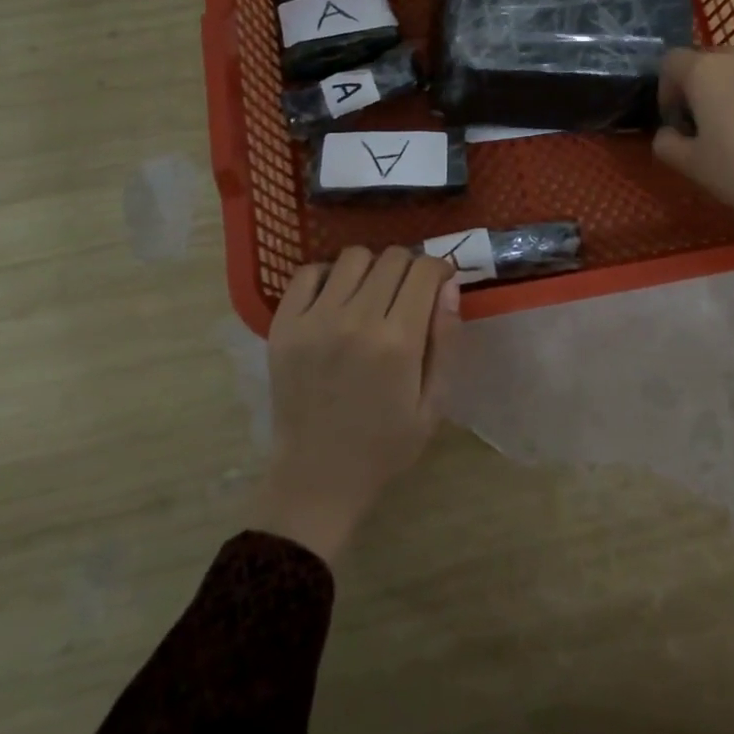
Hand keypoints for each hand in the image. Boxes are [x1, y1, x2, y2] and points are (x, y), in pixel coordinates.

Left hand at [254, 247, 458, 561]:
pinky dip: (328, 275)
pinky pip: (308, 272)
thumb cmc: (384, 446)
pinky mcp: (284, 325)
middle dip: (410, 266)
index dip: (439, 269)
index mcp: (397, 342)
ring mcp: (314, 319)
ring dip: (372, 267)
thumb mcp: (433, 403)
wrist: (317, 477)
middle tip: (409, 291)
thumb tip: (449, 285)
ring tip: (372, 293)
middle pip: (392, 257)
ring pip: (353, 256)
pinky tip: (336, 298)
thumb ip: (445, 341)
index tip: (440, 281)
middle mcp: (355, 320)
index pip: (423, 271)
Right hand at [653, 46, 733, 224]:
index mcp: (705, 71)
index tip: (675, 120)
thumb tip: (668, 134)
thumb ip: (667, 144)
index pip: (670, 62)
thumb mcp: (692, 165)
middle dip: (698, 89)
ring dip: (730, 92)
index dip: (665, 90)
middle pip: (706, 62)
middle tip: (704, 126)